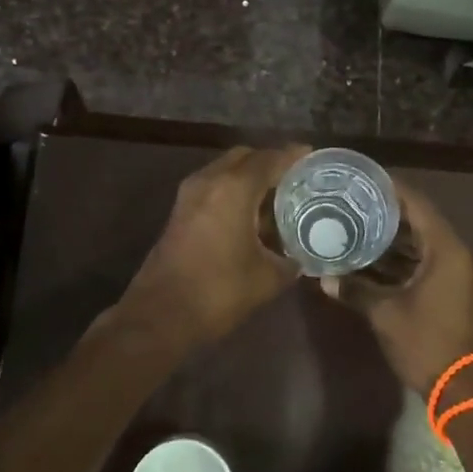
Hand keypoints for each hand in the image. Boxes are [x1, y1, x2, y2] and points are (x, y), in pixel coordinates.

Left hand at [119, 144, 307, 345]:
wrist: (160, 315)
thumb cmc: (218, 291)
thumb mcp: (267, 278)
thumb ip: (289, 260)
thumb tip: (299, 257)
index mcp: (234, 189)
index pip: (269, 159)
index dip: (293, 156)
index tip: (312, 156)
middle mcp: (209, 181)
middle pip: (244, 157)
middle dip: (269, 162)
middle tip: (294, 178)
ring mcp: (189, 195)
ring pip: (225, 170)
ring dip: (249, 177)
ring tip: (276, 197)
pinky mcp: (179, 212)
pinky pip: (213, 186)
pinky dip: (233, 190)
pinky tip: (250, 215)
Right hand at [327, 181, 472, 393]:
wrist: (462, 388)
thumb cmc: (426, 343)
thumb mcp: (386, 314)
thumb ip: (356, 290)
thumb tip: (324, 278)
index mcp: (446, 251)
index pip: (418, 205)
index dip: (393, 189)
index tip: (366, 179)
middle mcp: (457, 255)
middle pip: (421, 222)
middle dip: (390, 213)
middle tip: (357, 201)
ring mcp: (459, 274)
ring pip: (424, 244)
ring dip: (396, 238)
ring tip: (361, 224)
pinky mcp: (455, 291)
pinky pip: (428, 263)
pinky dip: (405, 259)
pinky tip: (376, 259)